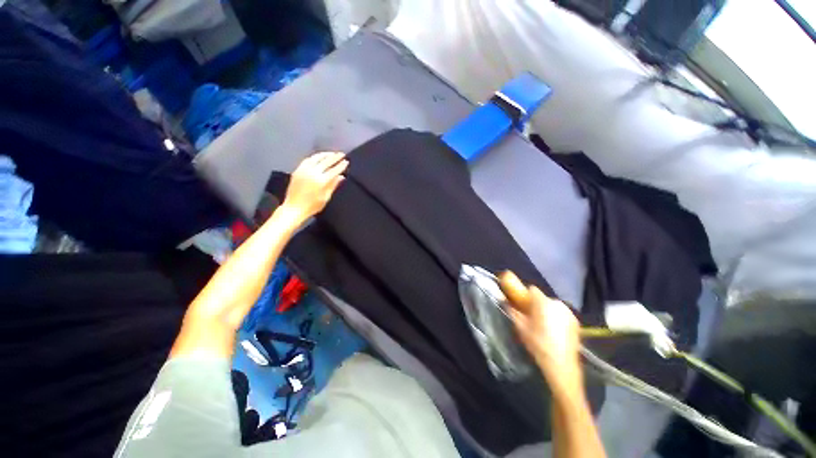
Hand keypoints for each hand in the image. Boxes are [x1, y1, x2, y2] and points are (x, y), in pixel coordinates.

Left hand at [282, 152, 347, 221]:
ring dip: (325, 155)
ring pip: (316, 158)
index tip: (346, 161)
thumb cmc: (312, 206)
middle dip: (335, 157)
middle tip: (341, 154)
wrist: (294, 208)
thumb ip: (333, 185)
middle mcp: (312, 173)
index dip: (341, 165)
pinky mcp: (298, 170)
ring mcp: (304, 170)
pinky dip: (315, 157)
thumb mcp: (326, 197)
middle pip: (326, 161)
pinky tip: (319, 157)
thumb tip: (341, 177)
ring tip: (332, 153)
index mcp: (321, 181)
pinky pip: (307, 160)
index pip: (334, 170)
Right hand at [499, 271, 581, 388]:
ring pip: (552, 307)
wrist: (561, 366)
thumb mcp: (520, 327)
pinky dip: (555, 318)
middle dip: (535, 304)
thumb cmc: (537, 344)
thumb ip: (512, 311)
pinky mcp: (576, 323)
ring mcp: (569, 313)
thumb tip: (504, 301)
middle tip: (529, 317)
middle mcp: (558, 304)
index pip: (532, 289)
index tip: (520, 303)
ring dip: (546, 311)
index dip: (525, 295)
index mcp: (543, 303)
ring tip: (541, 325)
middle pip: (542, 298)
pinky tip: (552, 332)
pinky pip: (561, 315)